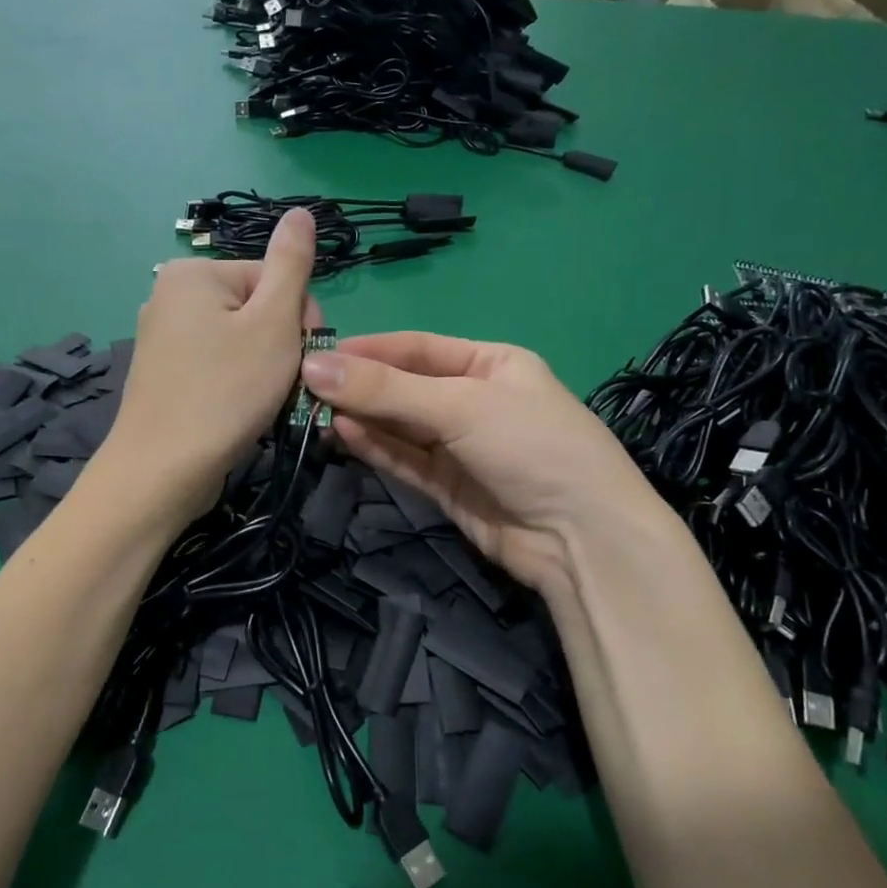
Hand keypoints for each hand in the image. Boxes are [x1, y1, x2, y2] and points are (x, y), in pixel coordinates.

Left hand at [99, 210, 318, 523]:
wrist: (164, 471)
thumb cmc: (226, 391)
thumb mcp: (273, 323)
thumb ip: (291, 264)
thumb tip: (301, 212)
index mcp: (193, 272)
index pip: (274, 279)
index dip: (299, 319)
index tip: (302, 358)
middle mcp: (170, 295)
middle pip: (257, 309)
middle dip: (281, 346)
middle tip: (282, 385)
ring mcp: (162, 337)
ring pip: (241, 341)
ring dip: (265, 370)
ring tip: (262, 403)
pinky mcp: (164, 374)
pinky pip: (218, 365)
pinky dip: (238, 385)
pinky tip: (240, 411)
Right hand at [300, 333, 669, 594]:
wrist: (581, 539)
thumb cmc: (531, 447)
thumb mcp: (460, 406)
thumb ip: (386, 390)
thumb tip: (314, 367)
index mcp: (491, 363)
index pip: (418, 348)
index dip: (369, 350)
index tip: (318, 353)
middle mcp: (473, 400)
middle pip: (404, 387)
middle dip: (360, 387)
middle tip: (305, 387)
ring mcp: (460, 446)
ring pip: (400, 426)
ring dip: (362, 418)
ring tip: (315, 413)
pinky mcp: (447, 486)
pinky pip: (404, 459)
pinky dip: (375, 447)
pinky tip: (343, 435)